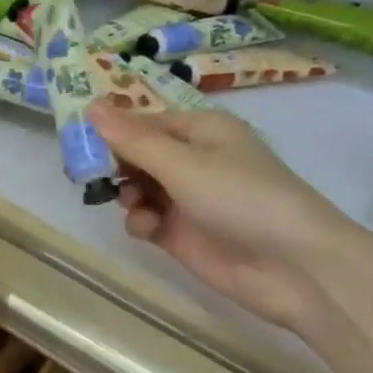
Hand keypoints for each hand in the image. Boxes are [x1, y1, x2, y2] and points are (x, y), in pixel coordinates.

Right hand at [91, 98, 360, 331]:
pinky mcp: (183, 235)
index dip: (113, 130)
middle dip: (115, 164)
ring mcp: (188, 199)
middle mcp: (194, 160)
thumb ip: (133, 139)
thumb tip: (91, 105)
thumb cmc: (240, 198)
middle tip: (88, 175)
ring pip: (138, 188)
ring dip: (127, 194)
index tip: (79, 142)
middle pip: (138, 155)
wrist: (293, 266)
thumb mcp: (183, 163)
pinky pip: (147, 219)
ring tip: (132, 204)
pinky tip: (147, 229)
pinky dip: (141, 221)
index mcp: (201, 130)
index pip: (145, 122)